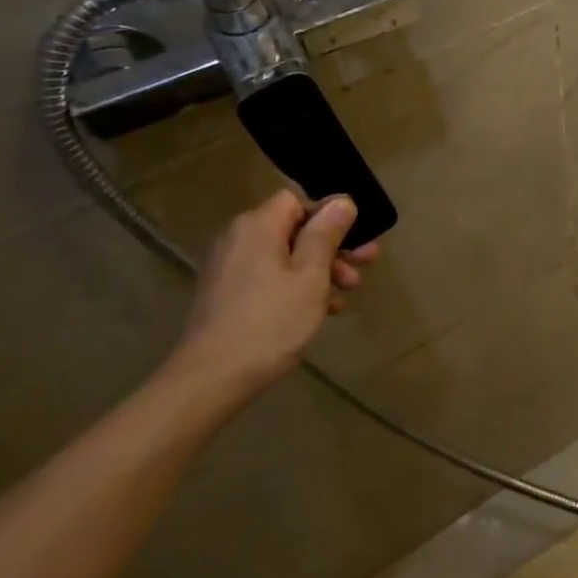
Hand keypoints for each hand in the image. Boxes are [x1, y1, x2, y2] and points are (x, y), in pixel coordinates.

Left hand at [163, 191, 379, 399]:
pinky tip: (323, 310)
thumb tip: (341, 201)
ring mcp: (231, 268)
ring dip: (320, 269)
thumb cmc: (271, 322)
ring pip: (285, 255)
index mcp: (258, 226)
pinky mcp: (228, 294)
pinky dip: (297, 286)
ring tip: (348, 292)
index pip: (296, 199)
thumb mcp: (310, 276)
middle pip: (294, 228)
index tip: (356, 237)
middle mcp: (240, 238)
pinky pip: (271, 277)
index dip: (329, 213)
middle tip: (366, 263)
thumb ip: (326, 235)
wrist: (212, 378)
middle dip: (333, 245)